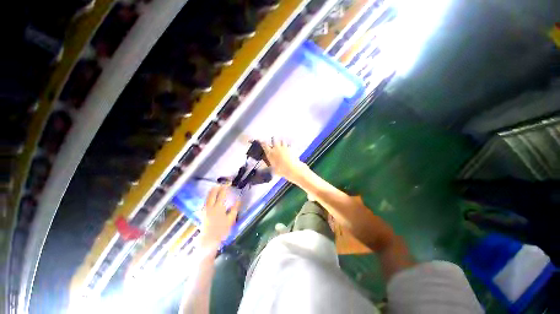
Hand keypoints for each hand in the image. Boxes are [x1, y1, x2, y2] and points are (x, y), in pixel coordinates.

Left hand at [200, 185, 239, 248]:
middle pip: (213, 193)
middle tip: (222, 184)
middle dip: (217, 187)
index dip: (225, 187)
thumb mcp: (231, 219)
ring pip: (208, 196)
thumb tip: (238, 199)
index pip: (222, 194)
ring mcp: (205, 209)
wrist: (209, 240)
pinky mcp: (202, 212)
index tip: (228, 183)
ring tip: (216, 187)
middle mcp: (210, 206)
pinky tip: (211, 196)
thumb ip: (235, 208)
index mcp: (219, 207)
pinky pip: (206, 200)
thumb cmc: (222, 230)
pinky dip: (209, 196)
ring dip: (212, 190)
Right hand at [260, 138, 307, 183]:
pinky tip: (289, 148)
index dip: (262, 142)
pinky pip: (289, 145)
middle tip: (273, 140)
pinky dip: (289, 146)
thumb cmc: (281, 170)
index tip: (261, 141)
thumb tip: (262, 169)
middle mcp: (276, 148)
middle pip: (274, 139)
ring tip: (281, 143)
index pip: (264, 145)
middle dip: (273, 139)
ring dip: (281, 142)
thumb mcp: (273, 170)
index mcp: (270, 153)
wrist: (292, 168)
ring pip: (282, 140)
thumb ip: (268, 168)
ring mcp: (284, 147)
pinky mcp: (291, 148)